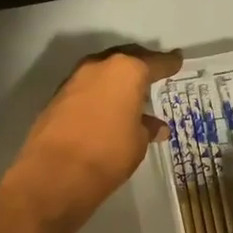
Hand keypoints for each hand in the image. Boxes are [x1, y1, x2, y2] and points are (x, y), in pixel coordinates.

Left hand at [6, 45, 182, 227]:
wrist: (54, 173)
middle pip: (126, 59)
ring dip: (117, 80)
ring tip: (131, 93)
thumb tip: (156, 126)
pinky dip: (100, 93)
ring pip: (103, 71)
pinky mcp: (57, 96)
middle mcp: (99, 66)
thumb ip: (147, 128)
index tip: (178, 61)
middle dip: (141, 65)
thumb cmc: (108, 154)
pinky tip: (107, 107)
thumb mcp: (137, 143)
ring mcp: (75, 79)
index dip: (169, 64)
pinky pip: (87, 87)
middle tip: (154, 73)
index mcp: (127, 71)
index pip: (155, 63)